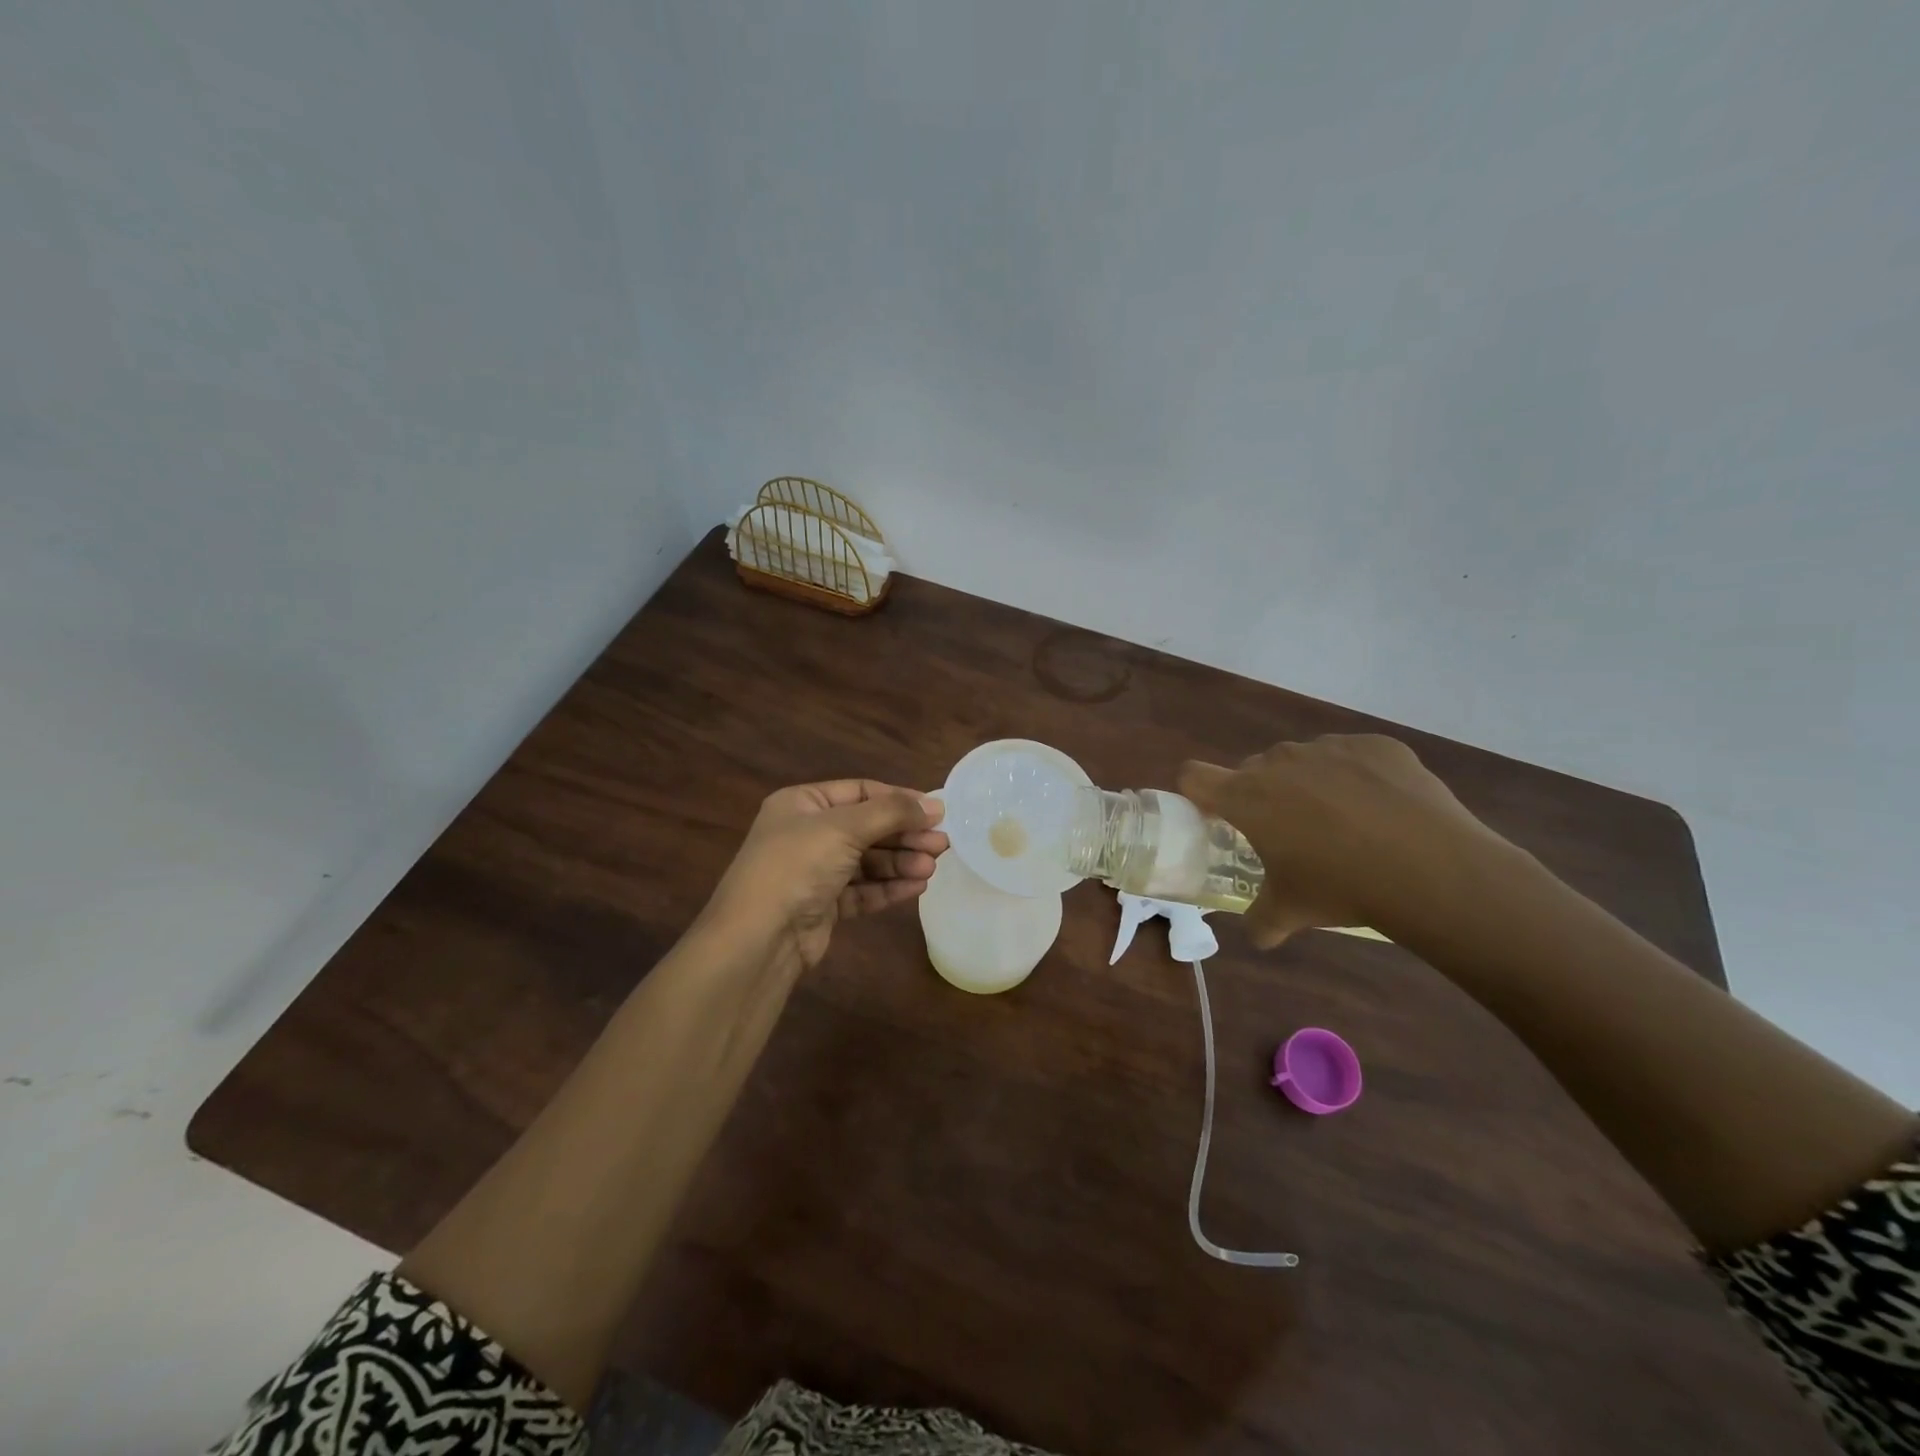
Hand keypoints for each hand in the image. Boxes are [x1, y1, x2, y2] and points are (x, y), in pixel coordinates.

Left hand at [704, 780, 947, 969]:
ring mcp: (814, 871)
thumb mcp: (844, 828)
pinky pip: (863, 890)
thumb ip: (891, 812)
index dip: (899, 800)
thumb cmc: (797, 865)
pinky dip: (889, 887)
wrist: (759, 937)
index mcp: (802, 803)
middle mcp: (807, 833)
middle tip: (942, 843)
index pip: (860, 792)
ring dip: (901, 862)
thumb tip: (934, 804)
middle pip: (868, 827)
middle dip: (905, 835)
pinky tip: (917, 886)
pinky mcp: (824, 905)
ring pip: (868, 861)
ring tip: (931, 867)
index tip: (936, 812)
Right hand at [1179, 735, 1503, 947]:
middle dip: (1262, 795)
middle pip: (1252, 769)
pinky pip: (1352, 756)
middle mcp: (1280, 761)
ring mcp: (1329, 747)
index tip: (1216, 817)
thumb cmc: (1341, 887)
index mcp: (1246, 796)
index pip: (1193, 777)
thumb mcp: (1291, 912)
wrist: (1430, 868)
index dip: (1198, 794)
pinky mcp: (1375, 745)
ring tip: (1344, 822)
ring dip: (1308, 784)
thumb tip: (1257, 934)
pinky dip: (1357, 776)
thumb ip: (1261, 921)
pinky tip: (1383, 810)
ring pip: (1302, 760)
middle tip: (1289, 833)